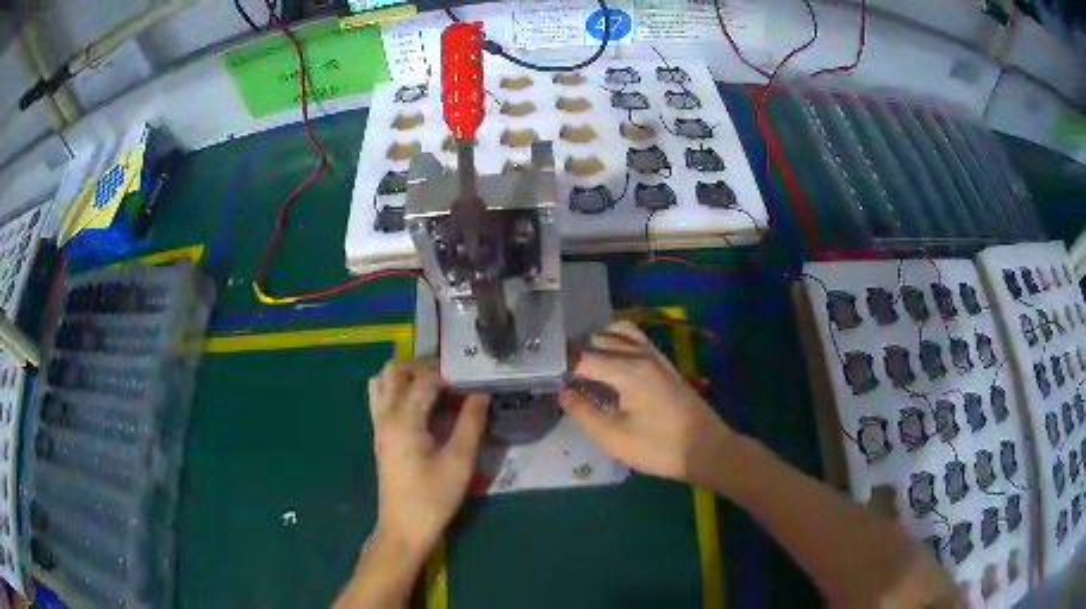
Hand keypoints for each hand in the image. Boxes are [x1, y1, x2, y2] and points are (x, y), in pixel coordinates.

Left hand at [367, 358, 488, 558]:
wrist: (403, 529)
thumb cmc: (433, 498)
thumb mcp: (459, 462)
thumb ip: (471, 424)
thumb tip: (481, 394)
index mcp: (403, 420)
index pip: (424, 380)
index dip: (450, 375)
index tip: (473, 379)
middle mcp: (385, 416)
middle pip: (394, 371)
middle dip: (423, 365)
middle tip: (452, 376)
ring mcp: (378, 426)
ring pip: (382, 382)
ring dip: (406, 375)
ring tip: (435, 386)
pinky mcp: (380, 437)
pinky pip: (381, 399)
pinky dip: (398, 390)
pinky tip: (422, 407)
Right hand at [559, 321, 731, 485]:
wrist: (705, 449)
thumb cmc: (658, 447)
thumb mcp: (613, 437)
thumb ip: (583, 412)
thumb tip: (563, 392)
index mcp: (626, 370)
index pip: (582, 357)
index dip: (560, 365)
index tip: (542, 374)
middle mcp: (640, 354)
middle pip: (599, 340)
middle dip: (576, 352)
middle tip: (558, 373)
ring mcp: (655, 356)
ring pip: (619, 332)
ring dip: (597, 342)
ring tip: (582, 364)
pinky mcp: (665, 364)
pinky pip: (636, 340)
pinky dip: (617, 341)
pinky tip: (610, 362)